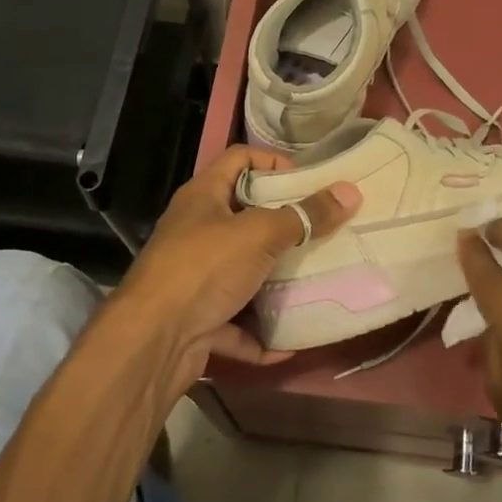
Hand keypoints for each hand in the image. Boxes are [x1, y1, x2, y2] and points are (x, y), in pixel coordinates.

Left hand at [111, 145, 360, 398]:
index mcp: (203, 197)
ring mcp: (194, 278)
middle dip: (283, 226)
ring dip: (273, 281)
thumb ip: (304, 216)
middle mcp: (195, 232)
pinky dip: (260, 334)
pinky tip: (289, 343)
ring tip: (315, 280)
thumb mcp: (260, 234)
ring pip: (242, 272)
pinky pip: (236, 323)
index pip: (239, 159)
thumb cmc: (204, 268)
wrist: (152, 341)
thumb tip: (349, 191)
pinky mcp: (197, 320)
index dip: (273, 162)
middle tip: (323, 231)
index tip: (309, 182)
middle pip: (244, 217)